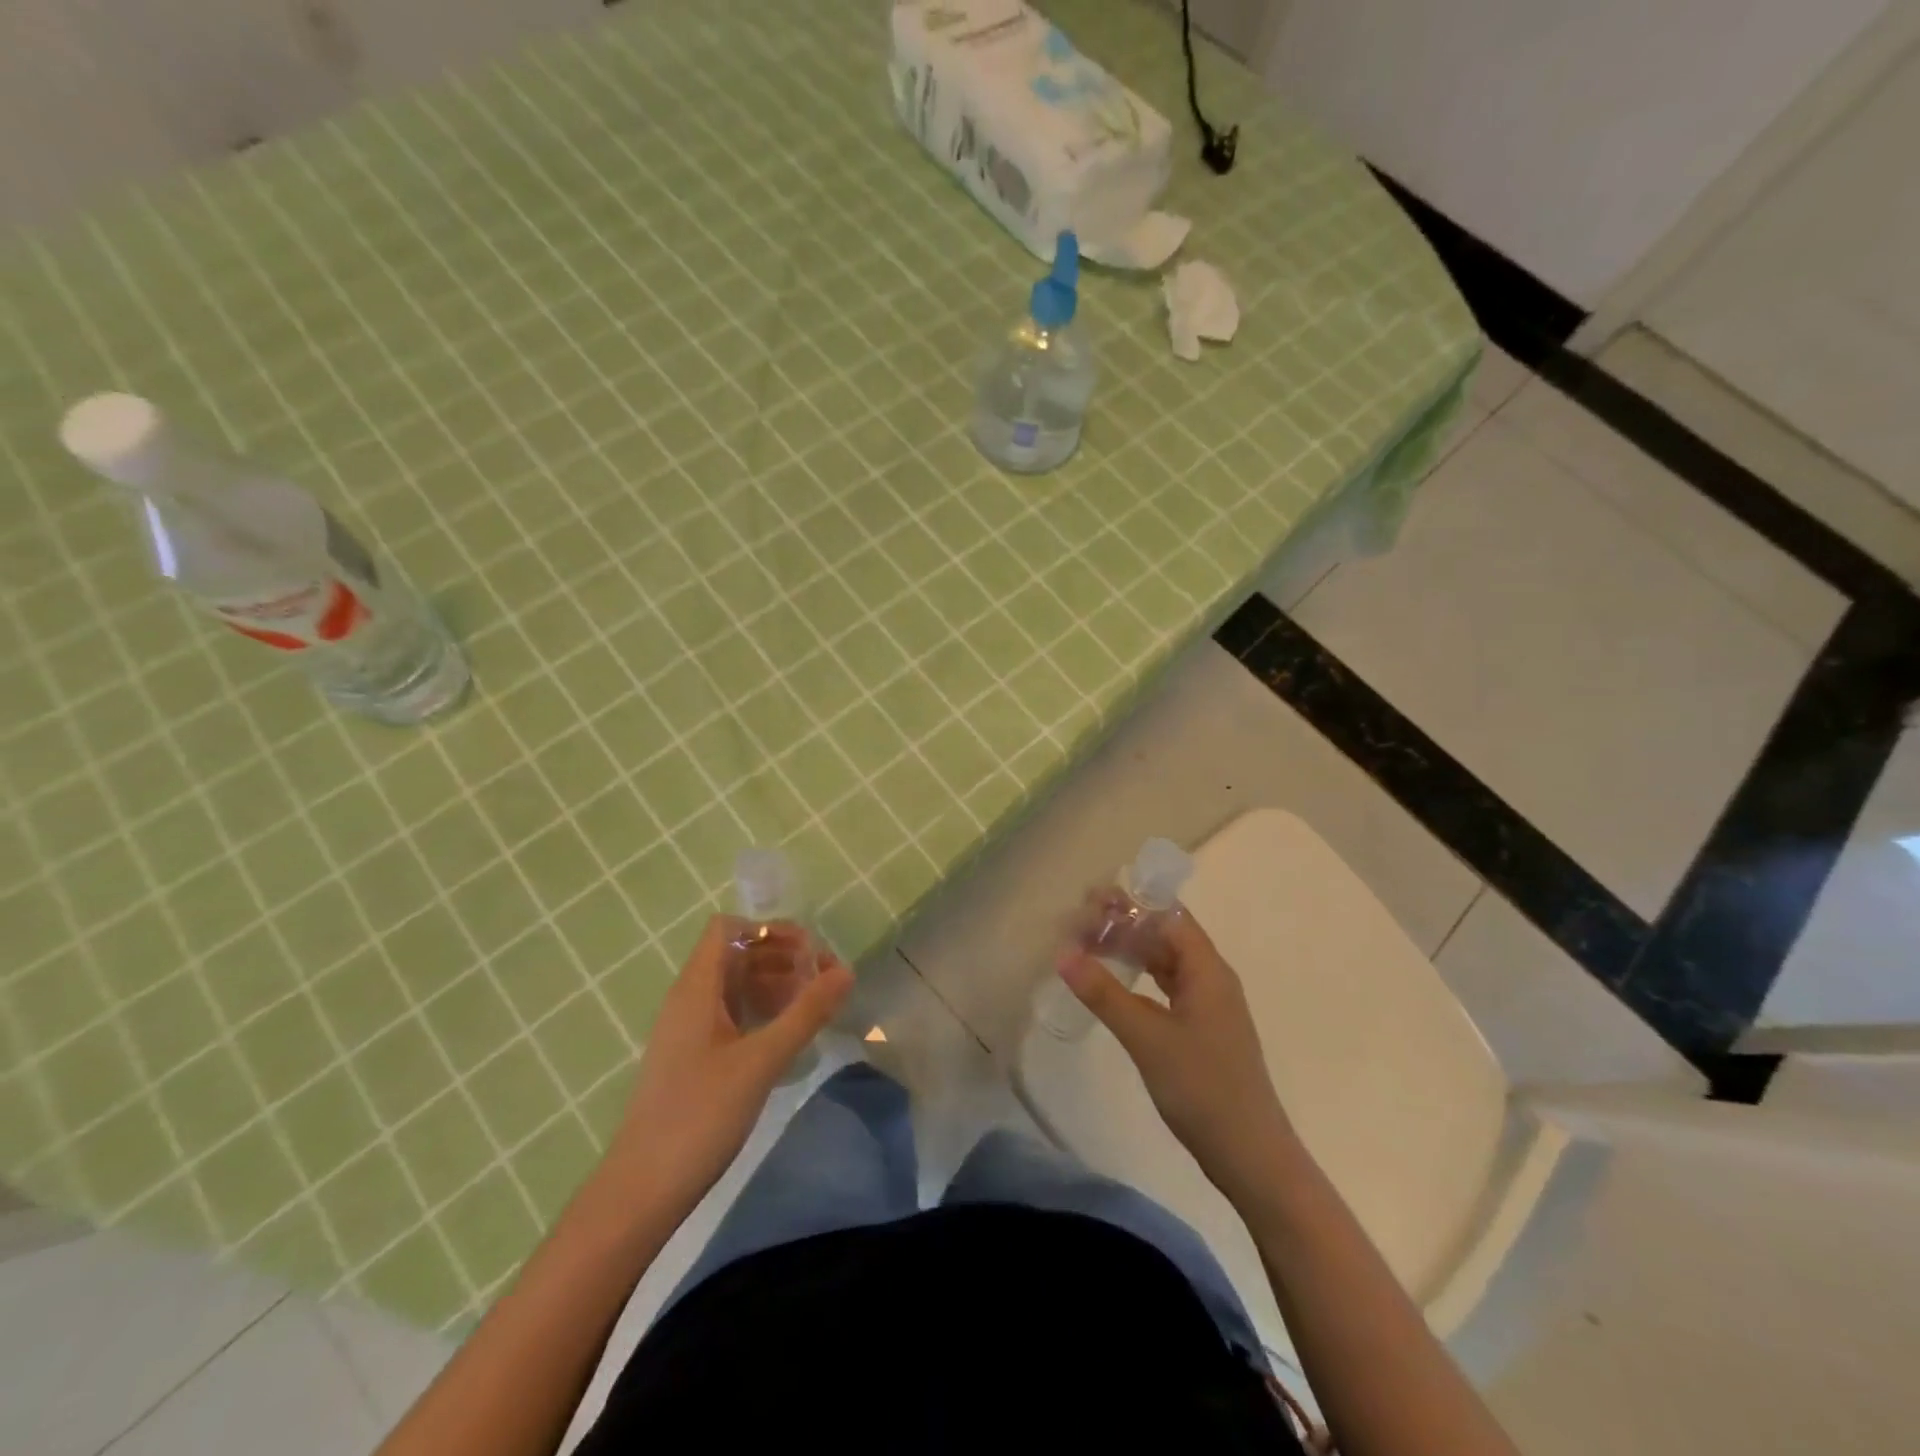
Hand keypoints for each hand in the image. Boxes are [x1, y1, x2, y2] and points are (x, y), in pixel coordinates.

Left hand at [605, 915, 852, 1208]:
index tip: (808, 953)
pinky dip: (763, 1010)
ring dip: (775, 983)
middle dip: (782, 956)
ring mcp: (690, 1028)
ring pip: (736, 985)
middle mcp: (690, 998)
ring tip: (814, 1005)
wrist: (643, 1190)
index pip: (728, 928)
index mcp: (696, 988)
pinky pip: (732, 1013)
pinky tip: (789, 1033)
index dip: (768, 929)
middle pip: (737, 953)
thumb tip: (845, 971)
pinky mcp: (695, 1056)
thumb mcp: (762, 1060)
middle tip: (824, 980)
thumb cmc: (700, 1116)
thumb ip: (806, 1013)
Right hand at [1058, 893, 1291, 1198]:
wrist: (1250, 1156)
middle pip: (1166, 935)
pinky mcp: (1201, 1029)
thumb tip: (1063, 952)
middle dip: (1125, 924)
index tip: (1089, 900)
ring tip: (1089, 945)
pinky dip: (1139, 978)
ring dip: (1131, 950)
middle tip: (1079, 923)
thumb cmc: (1202, 1088)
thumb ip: (1104, 993)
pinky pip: (1166, 987)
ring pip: (1165, 961)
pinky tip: (1115, 984)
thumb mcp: (1147, 1038)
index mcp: (1207, 970)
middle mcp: (1211, 978)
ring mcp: (1208, 1005)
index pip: (1168, 916)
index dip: (1131, 903)